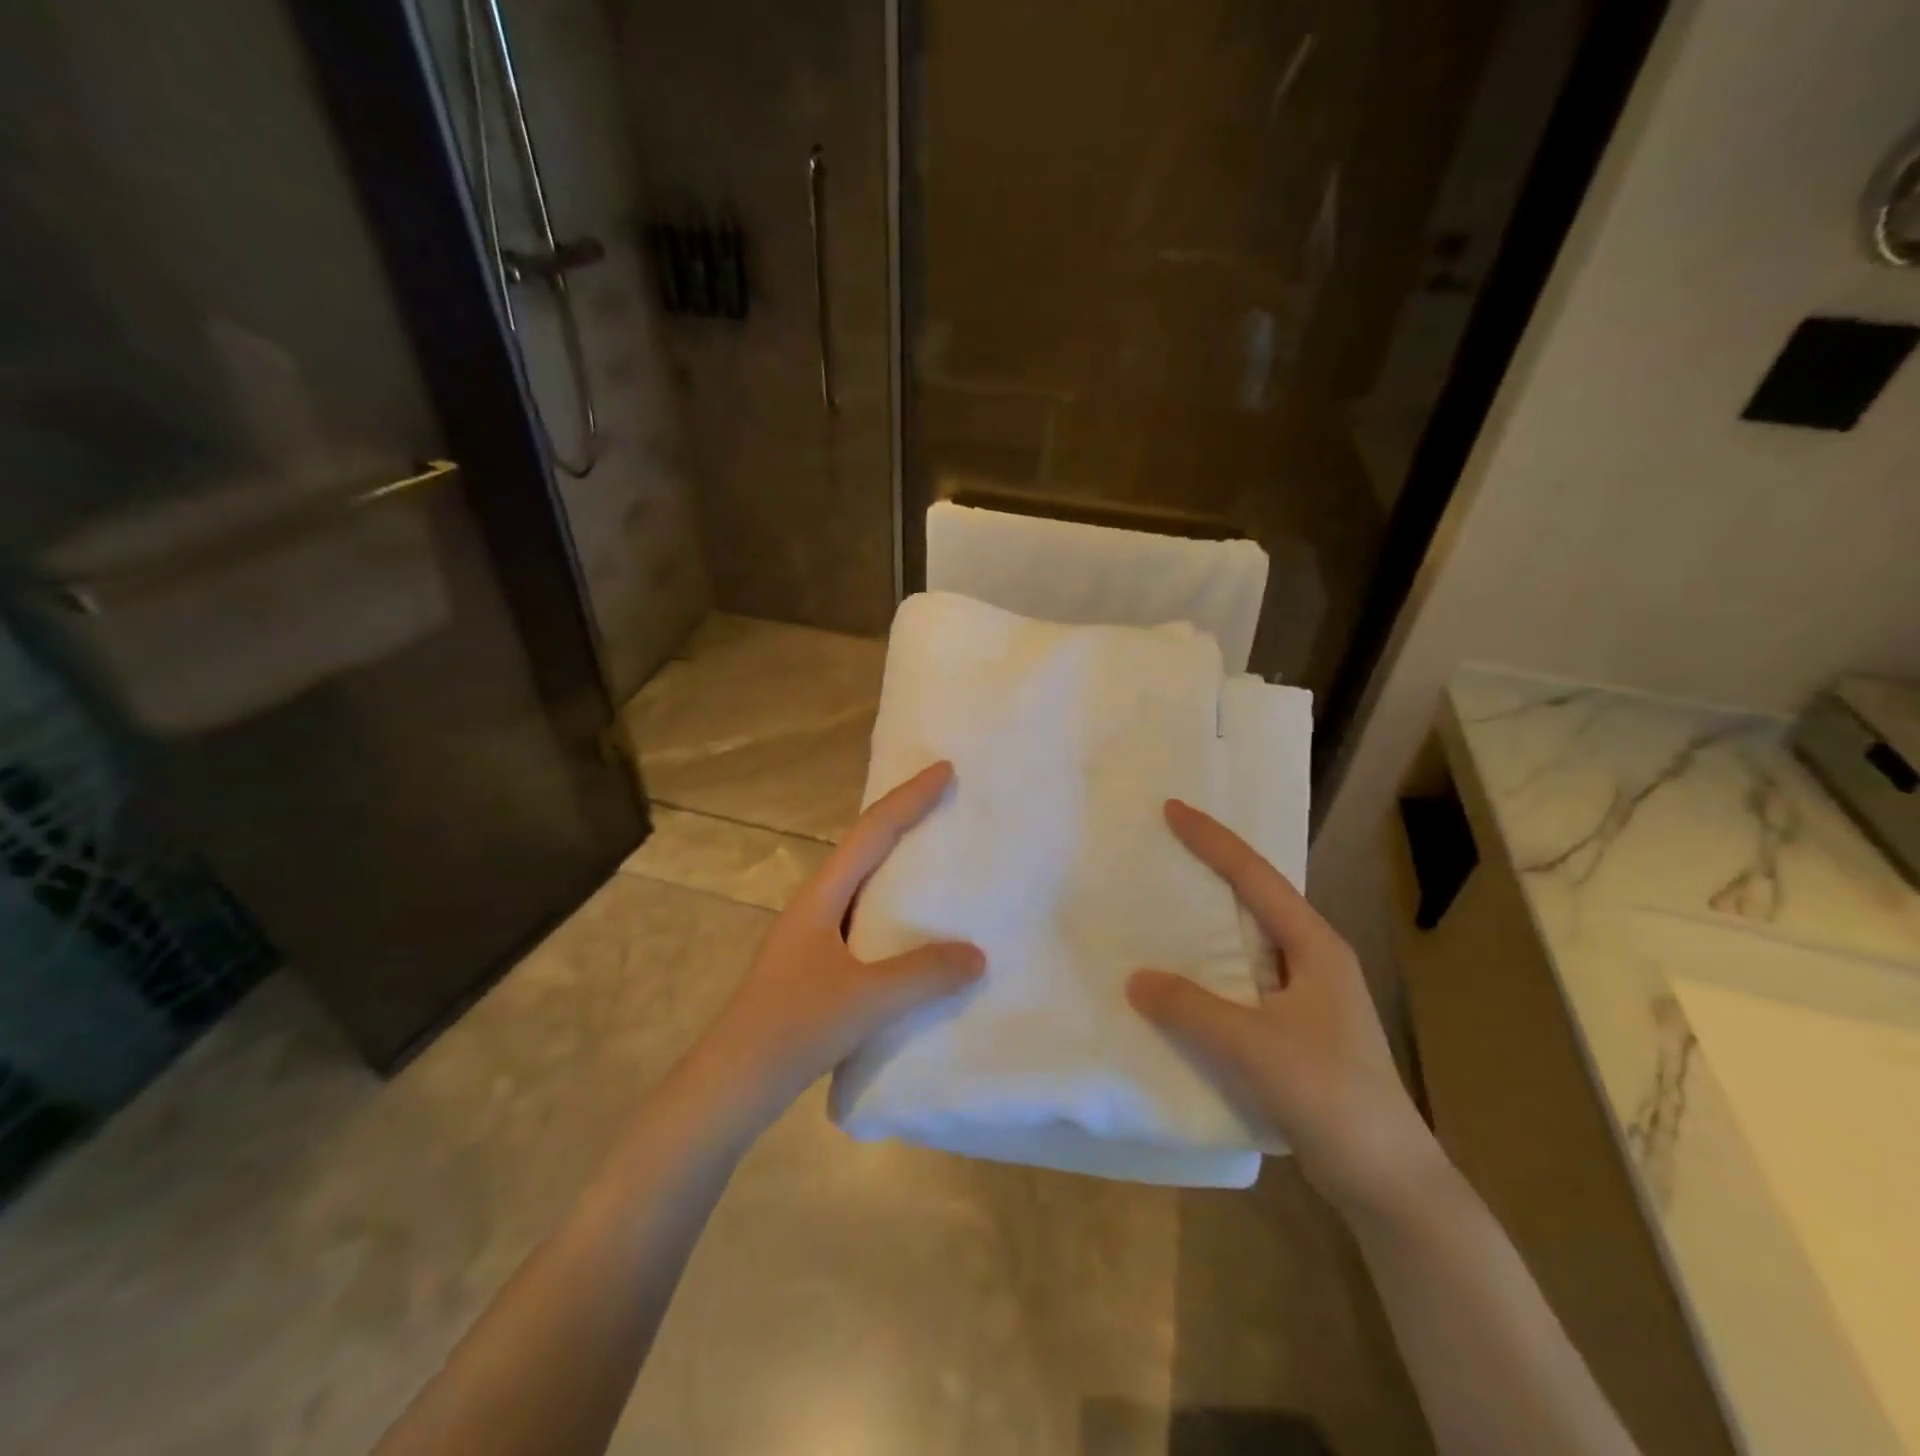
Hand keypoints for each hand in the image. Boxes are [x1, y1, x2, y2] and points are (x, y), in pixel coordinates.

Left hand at [696, 762, 984, 1119]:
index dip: (909, 798)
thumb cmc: (794, 1027)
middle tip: (947, 805)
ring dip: (899, 866)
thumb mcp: (866, 999)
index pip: (872, 832)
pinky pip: (865, 920)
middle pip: (866, 848)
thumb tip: (977, 955)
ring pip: (864, 886)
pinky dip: (895, 911)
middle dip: (904, 820)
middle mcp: (817, 905)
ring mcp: (815, 936)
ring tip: (940, 860)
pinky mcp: (818, 966)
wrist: (732, 1083)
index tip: (944, 770)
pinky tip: (916, 930)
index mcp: (822, 896)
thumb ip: (923, 974)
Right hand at [1127, 800, 1443, 1215]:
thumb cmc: (1331, 1097)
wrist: (1389, 1180)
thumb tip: (1136, 979)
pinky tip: (1180, 980)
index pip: (1255, 877)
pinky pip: (1242, 981)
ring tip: (1161, 906)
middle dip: (1211, 870)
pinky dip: (1209, 969)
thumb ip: (1192, 1008)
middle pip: (1254, 899)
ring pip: (1247, 942)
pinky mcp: (1295, 1029)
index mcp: (1314, 946)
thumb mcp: (1255, 1047)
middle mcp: (1313, 960)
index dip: (1213, 841)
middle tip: (1163, 848)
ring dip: (1208, 923)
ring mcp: (1307, 996)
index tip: (1172, 810)